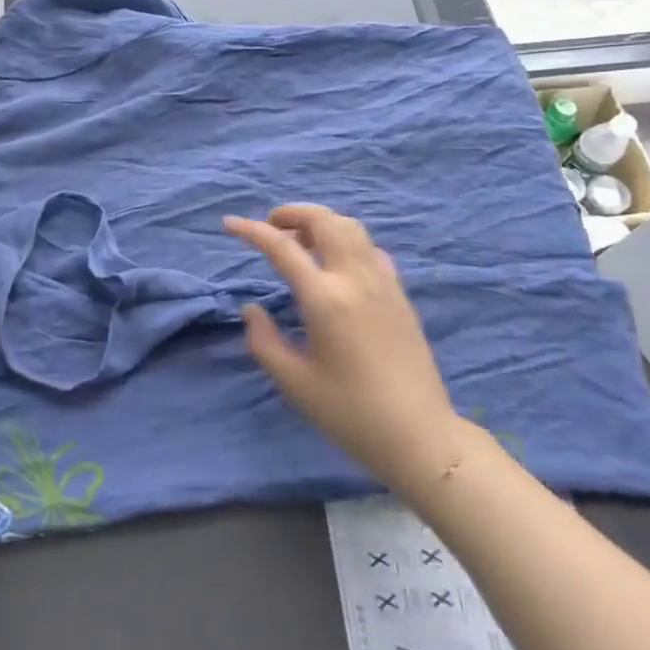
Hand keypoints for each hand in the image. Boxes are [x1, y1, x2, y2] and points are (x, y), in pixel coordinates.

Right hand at [226, 205, 464, 487]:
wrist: (420, 436)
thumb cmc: (350, 413)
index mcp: (325, 298)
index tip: (229, 224)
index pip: (282, 247)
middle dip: (292, 213)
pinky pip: (370, 248)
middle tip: (270, 224)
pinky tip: (336, 263)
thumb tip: (252, 310)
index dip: (251, 231)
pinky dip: (346, 240)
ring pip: (351, 228)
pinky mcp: (400, 294)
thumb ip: (264, 340)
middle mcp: (355, 279)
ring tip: (300, 239)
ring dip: (320, 222)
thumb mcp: (294, 382)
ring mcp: (383, 282)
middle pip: (324, 221)